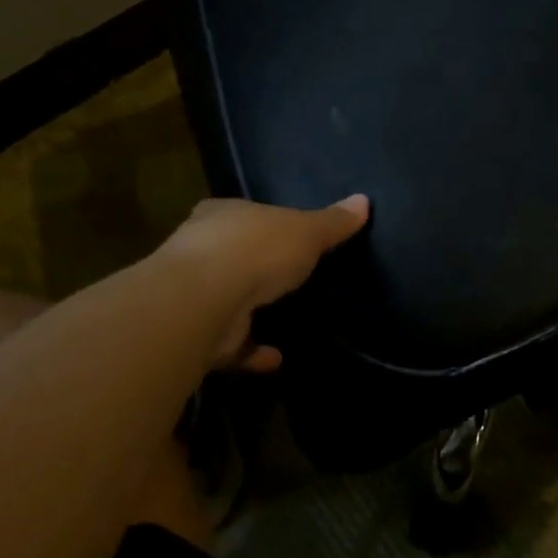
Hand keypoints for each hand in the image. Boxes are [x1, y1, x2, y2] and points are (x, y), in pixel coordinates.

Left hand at [160, 194, 370, 370]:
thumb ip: (333, 222)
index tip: (281, 233)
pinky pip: (229, 342)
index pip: (242, 213)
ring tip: (282, 319)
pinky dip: (251, 351)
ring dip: (250, 311)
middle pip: (230, 254)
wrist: (204, 301)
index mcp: (223, 215)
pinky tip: (276, 358)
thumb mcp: (307, 230)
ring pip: (224, 299)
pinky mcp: (195, 333)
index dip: (261, 222)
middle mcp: (200, 249)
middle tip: (284, 277)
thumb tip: (364, 200)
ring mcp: (193, 293)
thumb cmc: (257, 249)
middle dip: (253, 265)